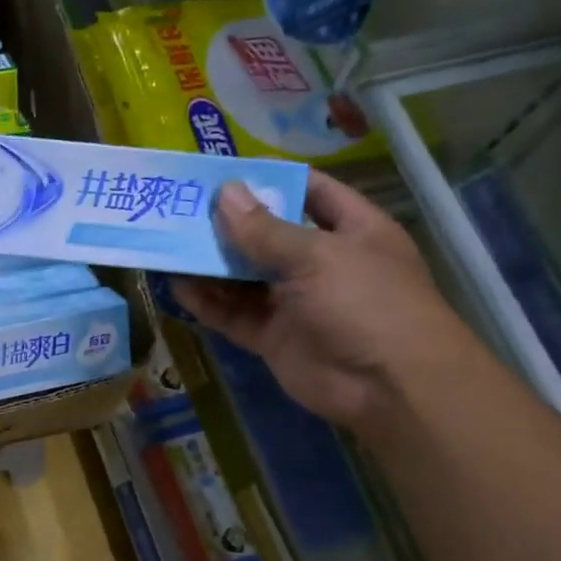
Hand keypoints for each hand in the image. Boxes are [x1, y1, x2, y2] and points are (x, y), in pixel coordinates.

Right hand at [172, 172, 475, 432]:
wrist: (388, 387)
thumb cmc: (366, 303)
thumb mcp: (317, 256)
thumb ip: (265, 230)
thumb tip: (225, 194)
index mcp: (351, 230)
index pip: (311, 191)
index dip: (272, 180)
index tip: (225, 173)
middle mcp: (323, 263)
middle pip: (270, 235)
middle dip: (230, 223)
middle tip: (183, 207)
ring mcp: (296, 303)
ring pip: (246, 278)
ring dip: (213, 263)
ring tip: (171, 243)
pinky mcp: (274, 338)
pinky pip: (236, 315)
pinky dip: (209, 303)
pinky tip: (179, 286)